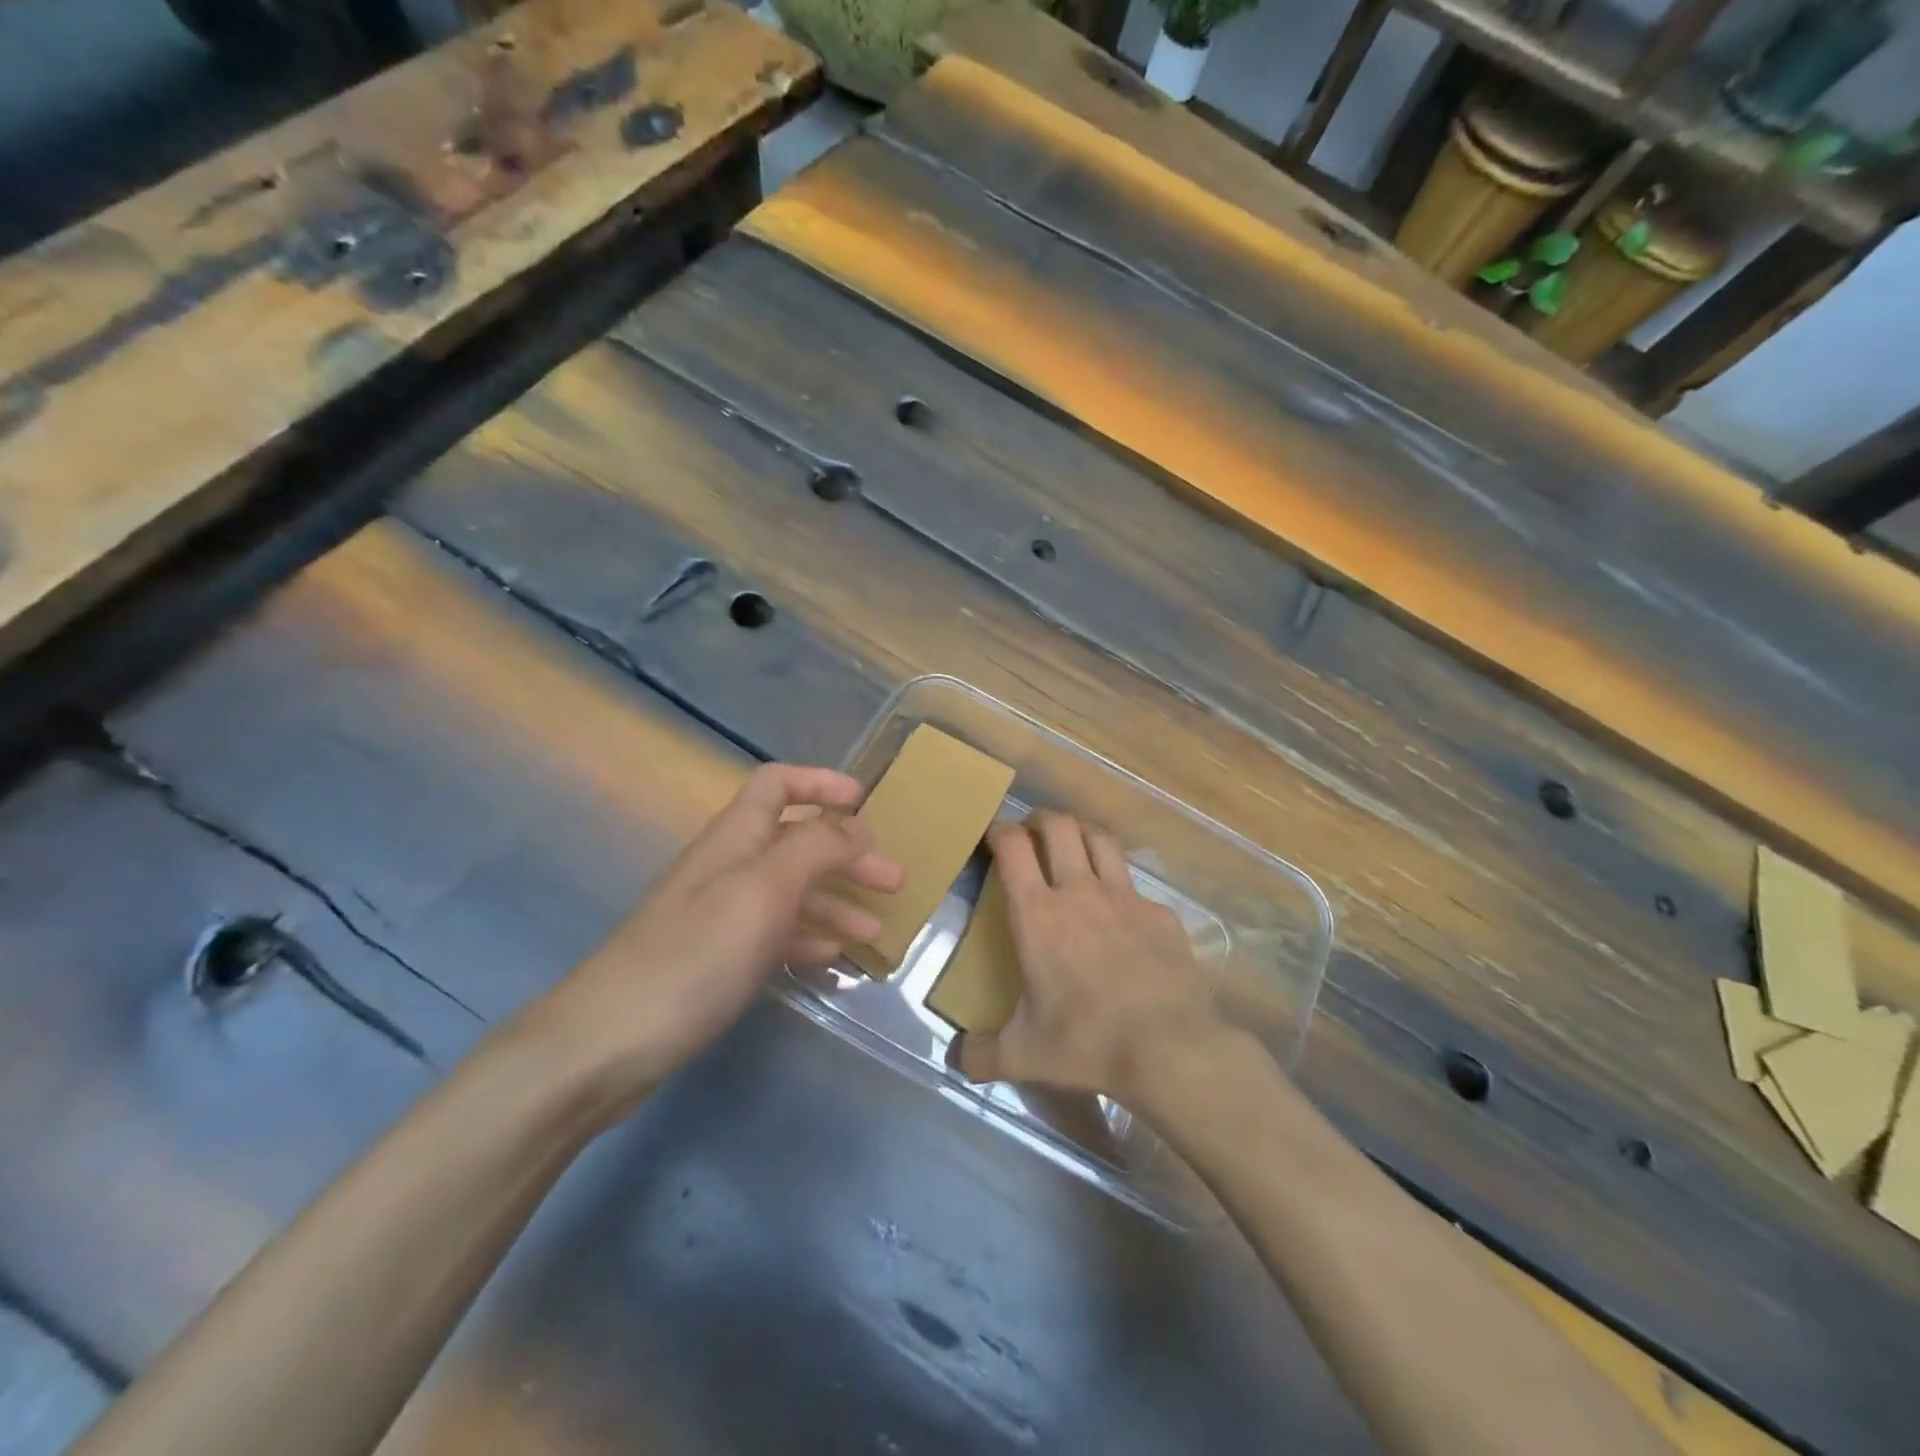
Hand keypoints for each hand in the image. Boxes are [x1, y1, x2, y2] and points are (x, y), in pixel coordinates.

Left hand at [523, 764, 903, 1118]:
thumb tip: (856, 824)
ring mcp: (722, 915)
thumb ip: (816, 848)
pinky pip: (776, 934)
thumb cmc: (696, 954)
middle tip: (895, 881)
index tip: (866, 802)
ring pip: (791, 891)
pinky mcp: (718, 959)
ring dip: (836, 902)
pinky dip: (809, 938)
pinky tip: (833, 958)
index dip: (822, 783)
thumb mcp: (766, 889)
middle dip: (847, 854)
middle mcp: (730, 866)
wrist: (610, 1042)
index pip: (778, 784)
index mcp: (736, 837)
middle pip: (797, 841)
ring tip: (875, 932)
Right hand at [951, 810, 1228, 1100]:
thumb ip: (982, 1055)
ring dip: (1082, 833)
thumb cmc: (1086, 1042)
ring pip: (1101, 839)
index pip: (1013, 846)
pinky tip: (1121, 914)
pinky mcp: (1160, 914)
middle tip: (1032, 832)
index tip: (994, 835)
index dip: (1000, 830)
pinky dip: (1120, 887)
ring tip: (1074, 845)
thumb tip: (959, 1060)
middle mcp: (1080, 891)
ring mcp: (1125, 898)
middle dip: (1041, 818)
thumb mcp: (1023, 1055)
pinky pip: (1135, 886)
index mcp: (1038, 914)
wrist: (1169, 1049)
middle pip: (1059, 826)